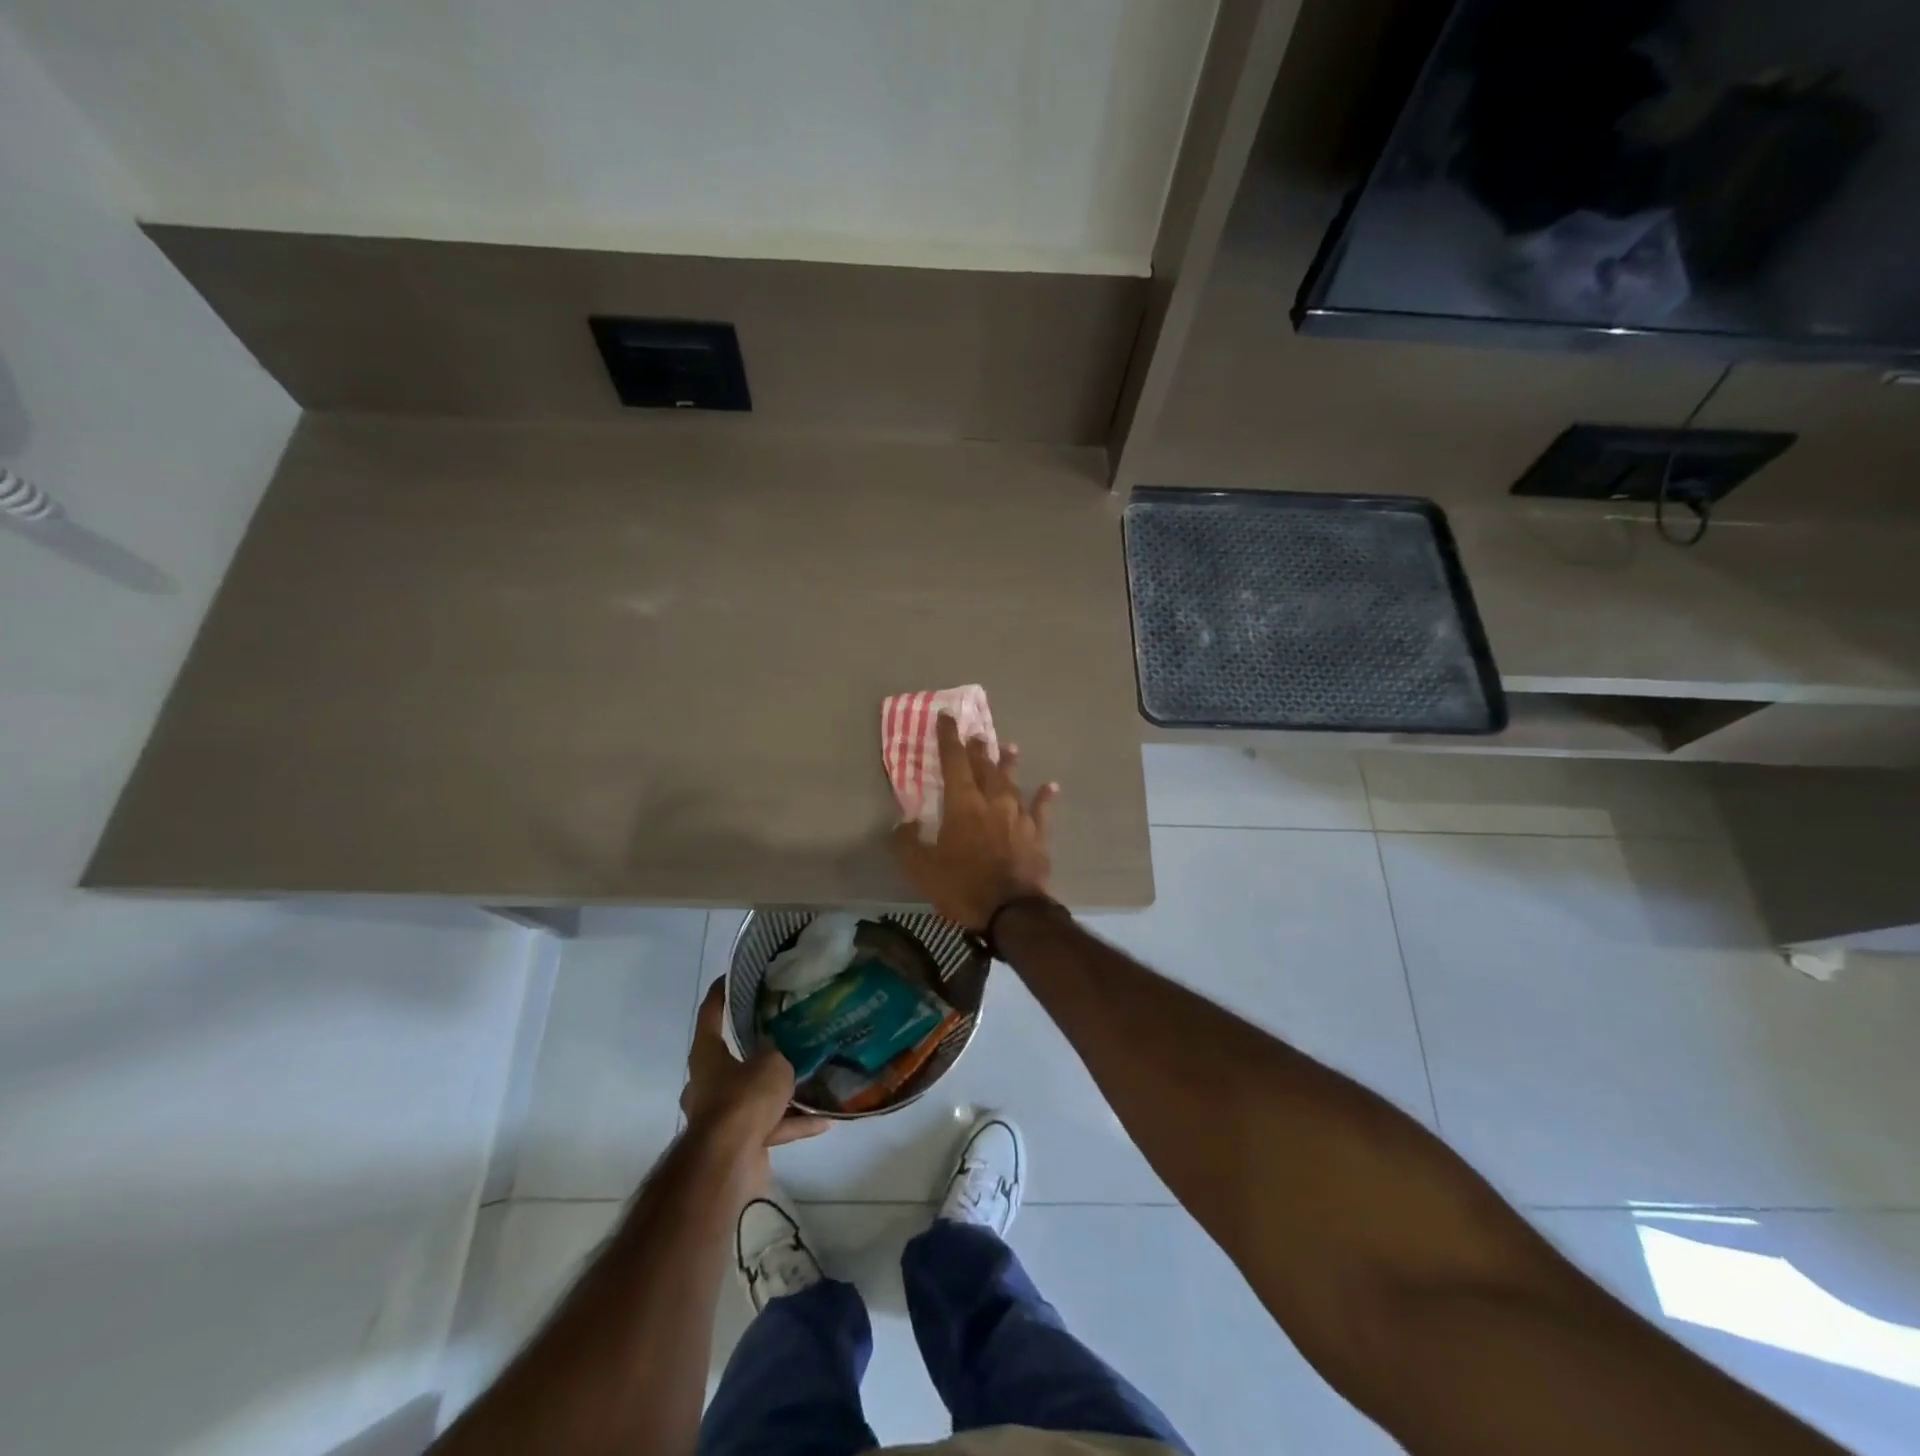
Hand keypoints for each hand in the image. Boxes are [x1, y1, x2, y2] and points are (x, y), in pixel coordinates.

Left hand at [681, 979, 830, 1147]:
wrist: (728, 1163)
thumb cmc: (743, 1099)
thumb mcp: (771, 1063)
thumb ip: (777, 1052)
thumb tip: (778, 1051)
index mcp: (707, 1056)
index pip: (710, 1015)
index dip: (721, 993)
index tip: (732, 977)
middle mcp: (707, 1084)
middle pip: (732, 1059)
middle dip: (757, 1050)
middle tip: (784, 1035)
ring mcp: (721, 1117)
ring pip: (754, 1097)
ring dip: (780, 1092)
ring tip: (811, 1079)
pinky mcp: (738, 1144)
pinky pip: (770, 1126)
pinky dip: (793, 1123)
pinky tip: (823, 1121)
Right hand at [891, 713, 1057, 931]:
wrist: (1012, 911)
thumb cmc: (962, 887)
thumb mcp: (921, 869)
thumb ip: (908, 842)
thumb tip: (905, 823)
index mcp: (963, 804)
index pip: (953, 761)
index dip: (948, 737)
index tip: (946, 716)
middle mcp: (993, 801)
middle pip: (985, 766)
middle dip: (978, 748)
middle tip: (976, 733)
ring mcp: (1019, 816)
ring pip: (1013, 782)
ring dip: (1009, 764)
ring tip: (1009, 747)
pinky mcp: (1038, 834)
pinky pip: (1041, 809)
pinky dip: (1044, 796)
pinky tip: (1050, 786)